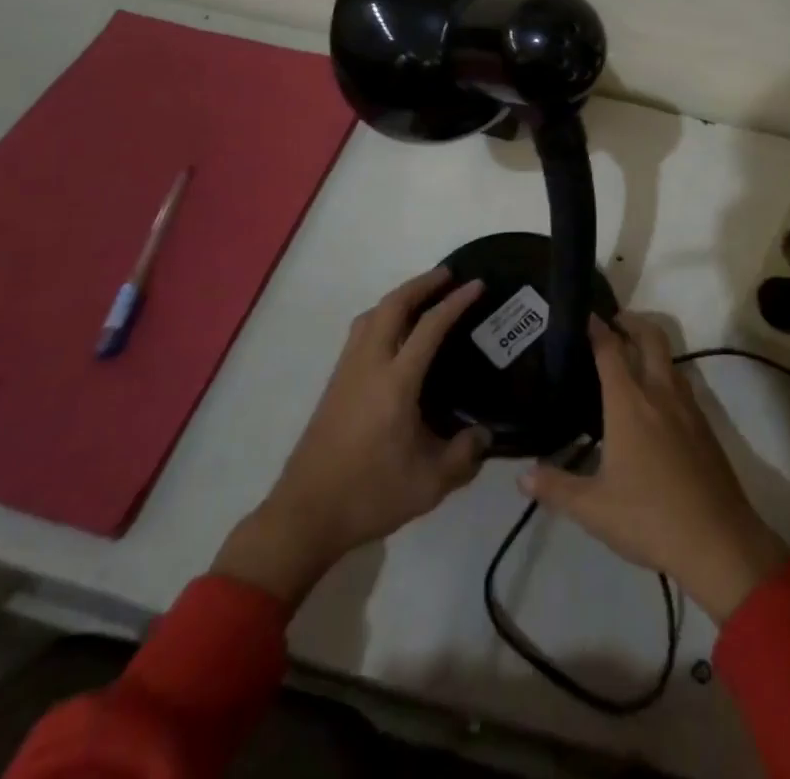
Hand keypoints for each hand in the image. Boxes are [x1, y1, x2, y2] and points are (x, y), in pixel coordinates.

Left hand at [211, 269, 489, 603]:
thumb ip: (464, 455)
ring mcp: (346, 372)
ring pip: (371, 315)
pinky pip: (360, 332)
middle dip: (421, 284)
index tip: (476, 284)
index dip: (455, 302)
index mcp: (395, 383)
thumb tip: (484, 434)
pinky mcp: (335, 384)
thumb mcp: (429, 484)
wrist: (305, 515)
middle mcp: (369, 366)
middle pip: (392, 306)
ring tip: (421, 296)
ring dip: (398, 297)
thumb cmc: (370, 495)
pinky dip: (381, 316)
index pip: (429, 327)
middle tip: (448, 275)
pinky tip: (392, 333)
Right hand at [520, 314, 789, 622]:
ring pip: (670, 360)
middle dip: (631, 322)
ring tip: (631, 357)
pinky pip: (682, 384)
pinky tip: (655, 401)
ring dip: (651, 347)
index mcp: (630, 404)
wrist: (719, 541)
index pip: (611, 351)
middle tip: (612, 322)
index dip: (597, 329)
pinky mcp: (704, 427)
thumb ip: (556, 488)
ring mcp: (687, 408)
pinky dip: (665, 374)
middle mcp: (660, 394)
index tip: (585, 315)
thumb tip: (522, 477)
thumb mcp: (593, 509)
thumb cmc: (649, 518)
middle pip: (650, 338)